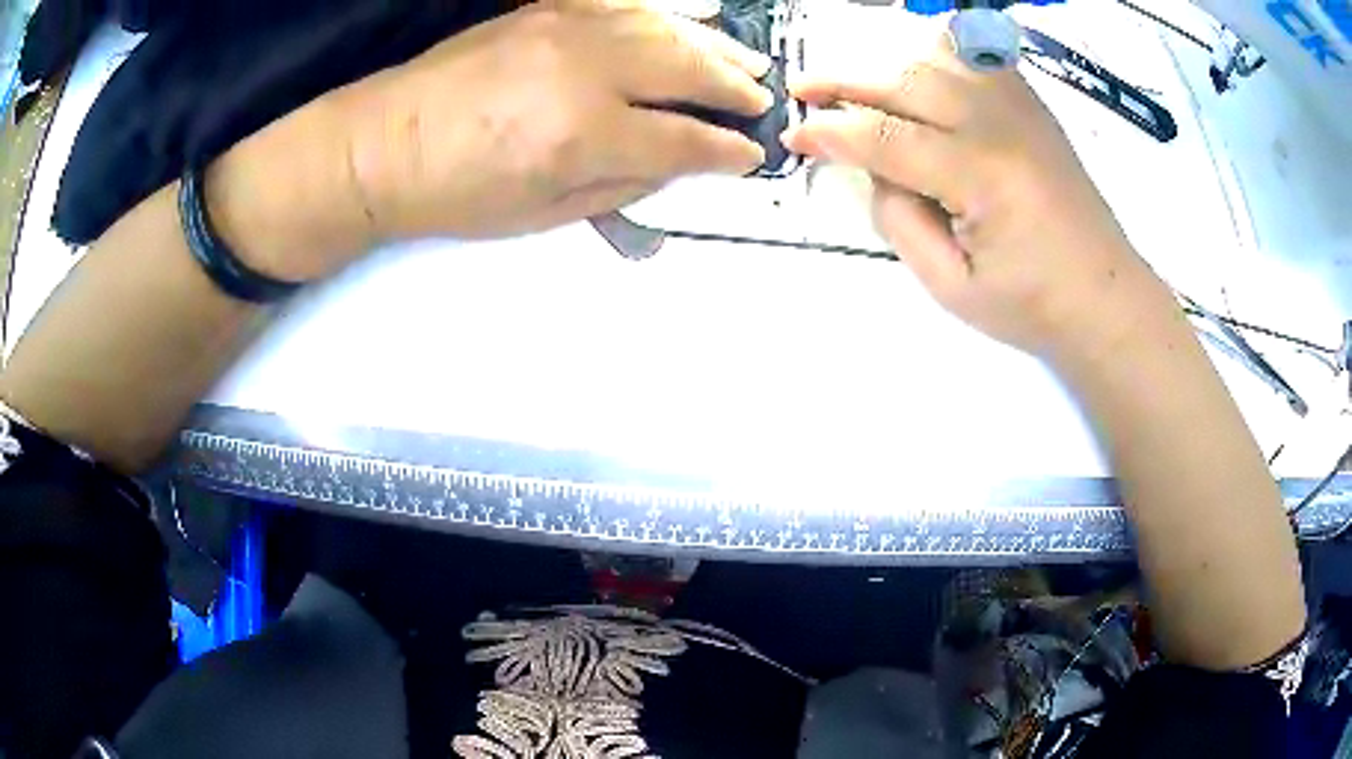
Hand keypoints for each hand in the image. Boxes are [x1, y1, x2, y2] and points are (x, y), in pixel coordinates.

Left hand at [342, 0, 773, 240]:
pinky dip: (667, 17)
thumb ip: (622, 186)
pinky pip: (625, 6)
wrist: (382, 144)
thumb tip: (677, 165)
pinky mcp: (546, 10)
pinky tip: (688, 28)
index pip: (684, 139)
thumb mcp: (543, 213)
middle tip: (763, 101)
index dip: (726, 150)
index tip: (752, 155)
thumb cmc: (454, 192)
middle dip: (736, 88)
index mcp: (584, 135)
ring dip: (714, 46)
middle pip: (687, 70)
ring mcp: (566, 29)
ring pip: (665, 29)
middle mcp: (585, 71)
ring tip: (746, 62)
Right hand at [784, 37, 1160, 357]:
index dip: (831, 134)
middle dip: (843, 82)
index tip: (794, 139)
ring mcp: (1020, 108)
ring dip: (885, 66)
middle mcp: (999, 125)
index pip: (885, 137)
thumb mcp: (951, 287)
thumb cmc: (1031, 305)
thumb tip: (873, 171)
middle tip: (801, 92)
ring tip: (853, 84)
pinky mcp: (1032, 106)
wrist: (1105, 297)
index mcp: (980, 175)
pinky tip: (917, 75)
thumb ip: (899, 221)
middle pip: (904, 81)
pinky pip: (975, 59)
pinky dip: (935, 56)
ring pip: (936, 59)